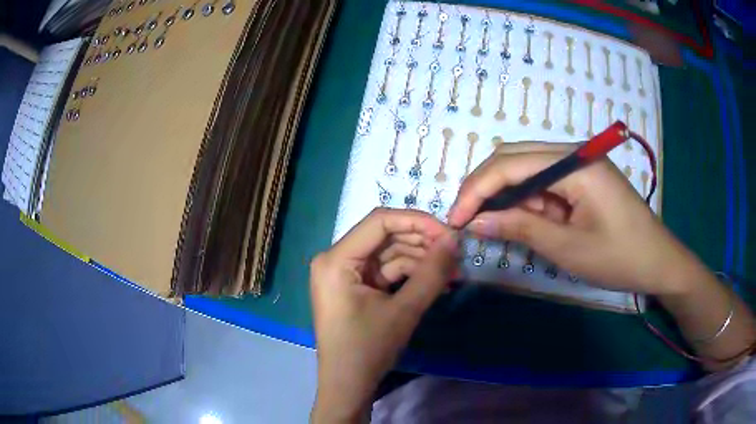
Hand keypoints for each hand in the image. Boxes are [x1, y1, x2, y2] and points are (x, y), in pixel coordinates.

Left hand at [310, 208, 456, 422]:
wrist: (348, 385)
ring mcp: (345, 274)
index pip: (379, 221)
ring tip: (453, 272)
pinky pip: (386, 272)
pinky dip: (410, 276)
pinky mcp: (355, 287)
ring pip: (389, 254)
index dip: (417, 221)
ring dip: (421, 262)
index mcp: (336, 259)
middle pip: (385, 236)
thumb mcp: (404, 310)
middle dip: (422, 244)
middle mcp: (336, 259)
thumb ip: (432, 272)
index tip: (449, 233)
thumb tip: (454, 239)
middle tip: (456, 254)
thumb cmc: (368, 349)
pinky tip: (437, 282)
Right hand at [447, 142, 702, 294]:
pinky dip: (528, 201)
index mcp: (575, 164)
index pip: (511, 163)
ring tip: (496, 226)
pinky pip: (544, 181)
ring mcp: (579, 163)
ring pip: (527, 168)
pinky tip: (526, 222)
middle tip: (467, 219)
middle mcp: (574, 153)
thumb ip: (521, 228)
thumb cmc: (619, 258)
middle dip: (485, 187)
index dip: (476, 189)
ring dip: (507, 196)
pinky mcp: (582, 177)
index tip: (455, 219)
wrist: (658, 261)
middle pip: (514, 157)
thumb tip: (476, 222)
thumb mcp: (568, 248)